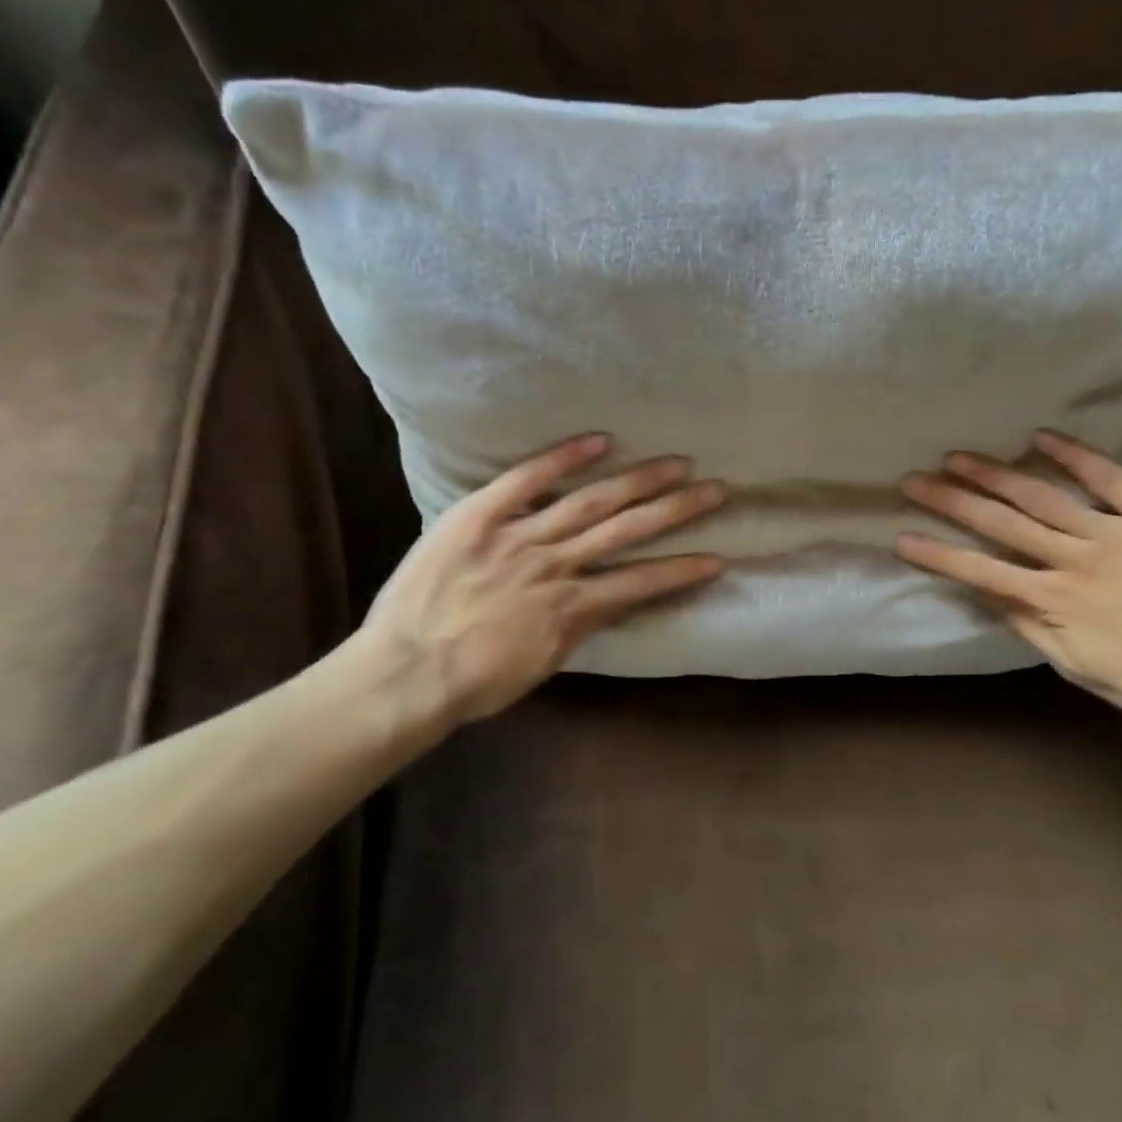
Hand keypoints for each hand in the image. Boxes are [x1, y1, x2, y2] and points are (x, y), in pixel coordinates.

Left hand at [351, 435, 724, 737]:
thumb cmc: (473, 681)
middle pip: (627, 530)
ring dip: (638, 481)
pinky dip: (562, 458)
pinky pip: (525, 480)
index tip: (718, 557)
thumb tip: (605, 600)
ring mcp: (518, 536)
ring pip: (590, 502)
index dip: (682, 571)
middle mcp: (556, 565)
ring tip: (676, 463)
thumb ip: (577, 627)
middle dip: (676, 510)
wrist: (403, 672)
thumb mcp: (541, 665)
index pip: (641, 583)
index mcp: (571, 608)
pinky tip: (599, 441)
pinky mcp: (480, 516)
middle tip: (715, 489)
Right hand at [898, 430, 1121, 723]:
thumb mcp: (1079, 667)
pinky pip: (1112, 478)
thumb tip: (986, 594)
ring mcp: (1118, 533)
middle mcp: (1077, 560)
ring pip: (1045, 496)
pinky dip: (1076, 455)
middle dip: (953, 502)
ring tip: (958, 456)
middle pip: (1003, 524)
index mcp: (1056, 602)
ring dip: (997, 474)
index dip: (939, 555)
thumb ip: (1031, 628)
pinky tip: (1041, 436)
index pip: (982, 572)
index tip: (903, 537)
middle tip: (914, 480)